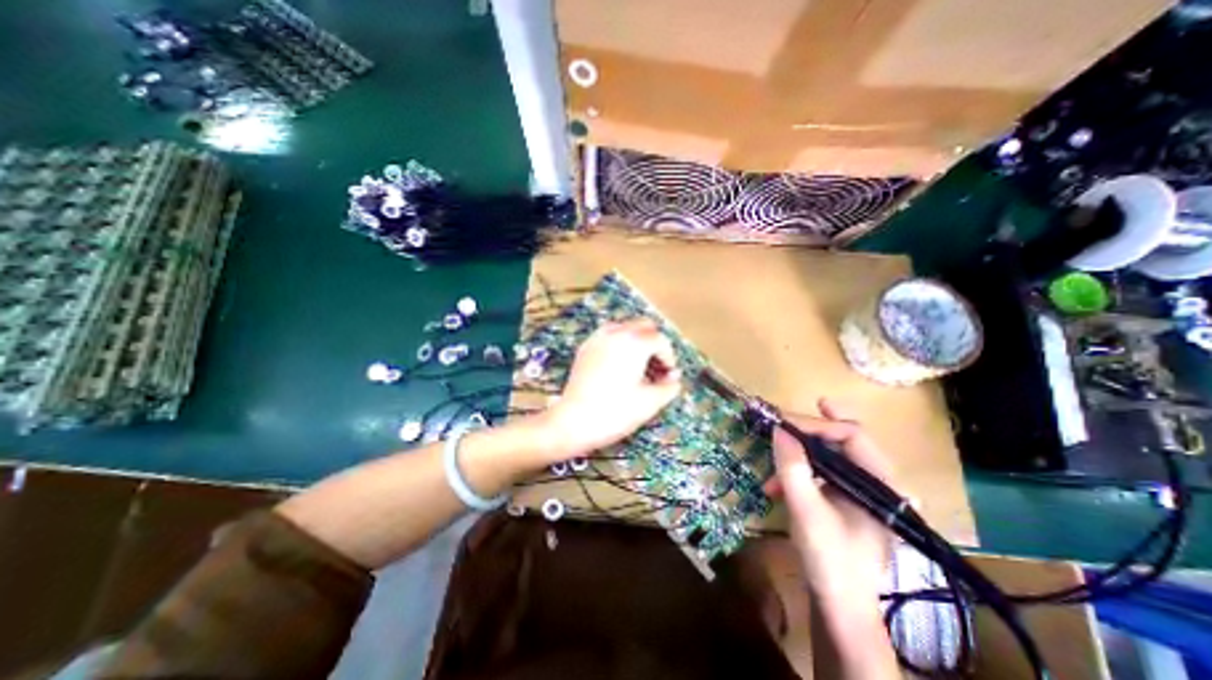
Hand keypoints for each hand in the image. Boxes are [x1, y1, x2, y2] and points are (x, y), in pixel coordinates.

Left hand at [541, 318, 681, 455]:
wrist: (574, 421)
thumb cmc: (616, 411)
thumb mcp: (650, 402)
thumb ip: (669, 386)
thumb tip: (674, 378)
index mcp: (635, 342)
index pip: (660, 340)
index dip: (669, 358)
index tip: (668, 376)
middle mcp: (616, 333)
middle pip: (643, 326)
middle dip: (654, 344)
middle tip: (655, 368)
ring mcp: (598, 338)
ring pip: (625, 328)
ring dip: (636, 341)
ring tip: (638, 367)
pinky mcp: (585, 347)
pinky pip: (608, 336)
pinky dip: (619, 344)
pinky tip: (618, 367)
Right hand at [765, 398, 887, 609]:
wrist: (839, 606)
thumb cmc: (829, 558)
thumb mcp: (806, 509)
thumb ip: (792, 466)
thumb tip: (779, 428)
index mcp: (880, 483)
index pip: (852, 435)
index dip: (816, 424)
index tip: (782, 421)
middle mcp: (876, 483)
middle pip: (842, 441)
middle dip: (808, 430)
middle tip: (781, 420)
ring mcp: (860, 493)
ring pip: (829, 457)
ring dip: (798, 455)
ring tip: (772, 462)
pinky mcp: (844, 502)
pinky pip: (821, 475)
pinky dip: (798, 474)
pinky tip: (776, 487)